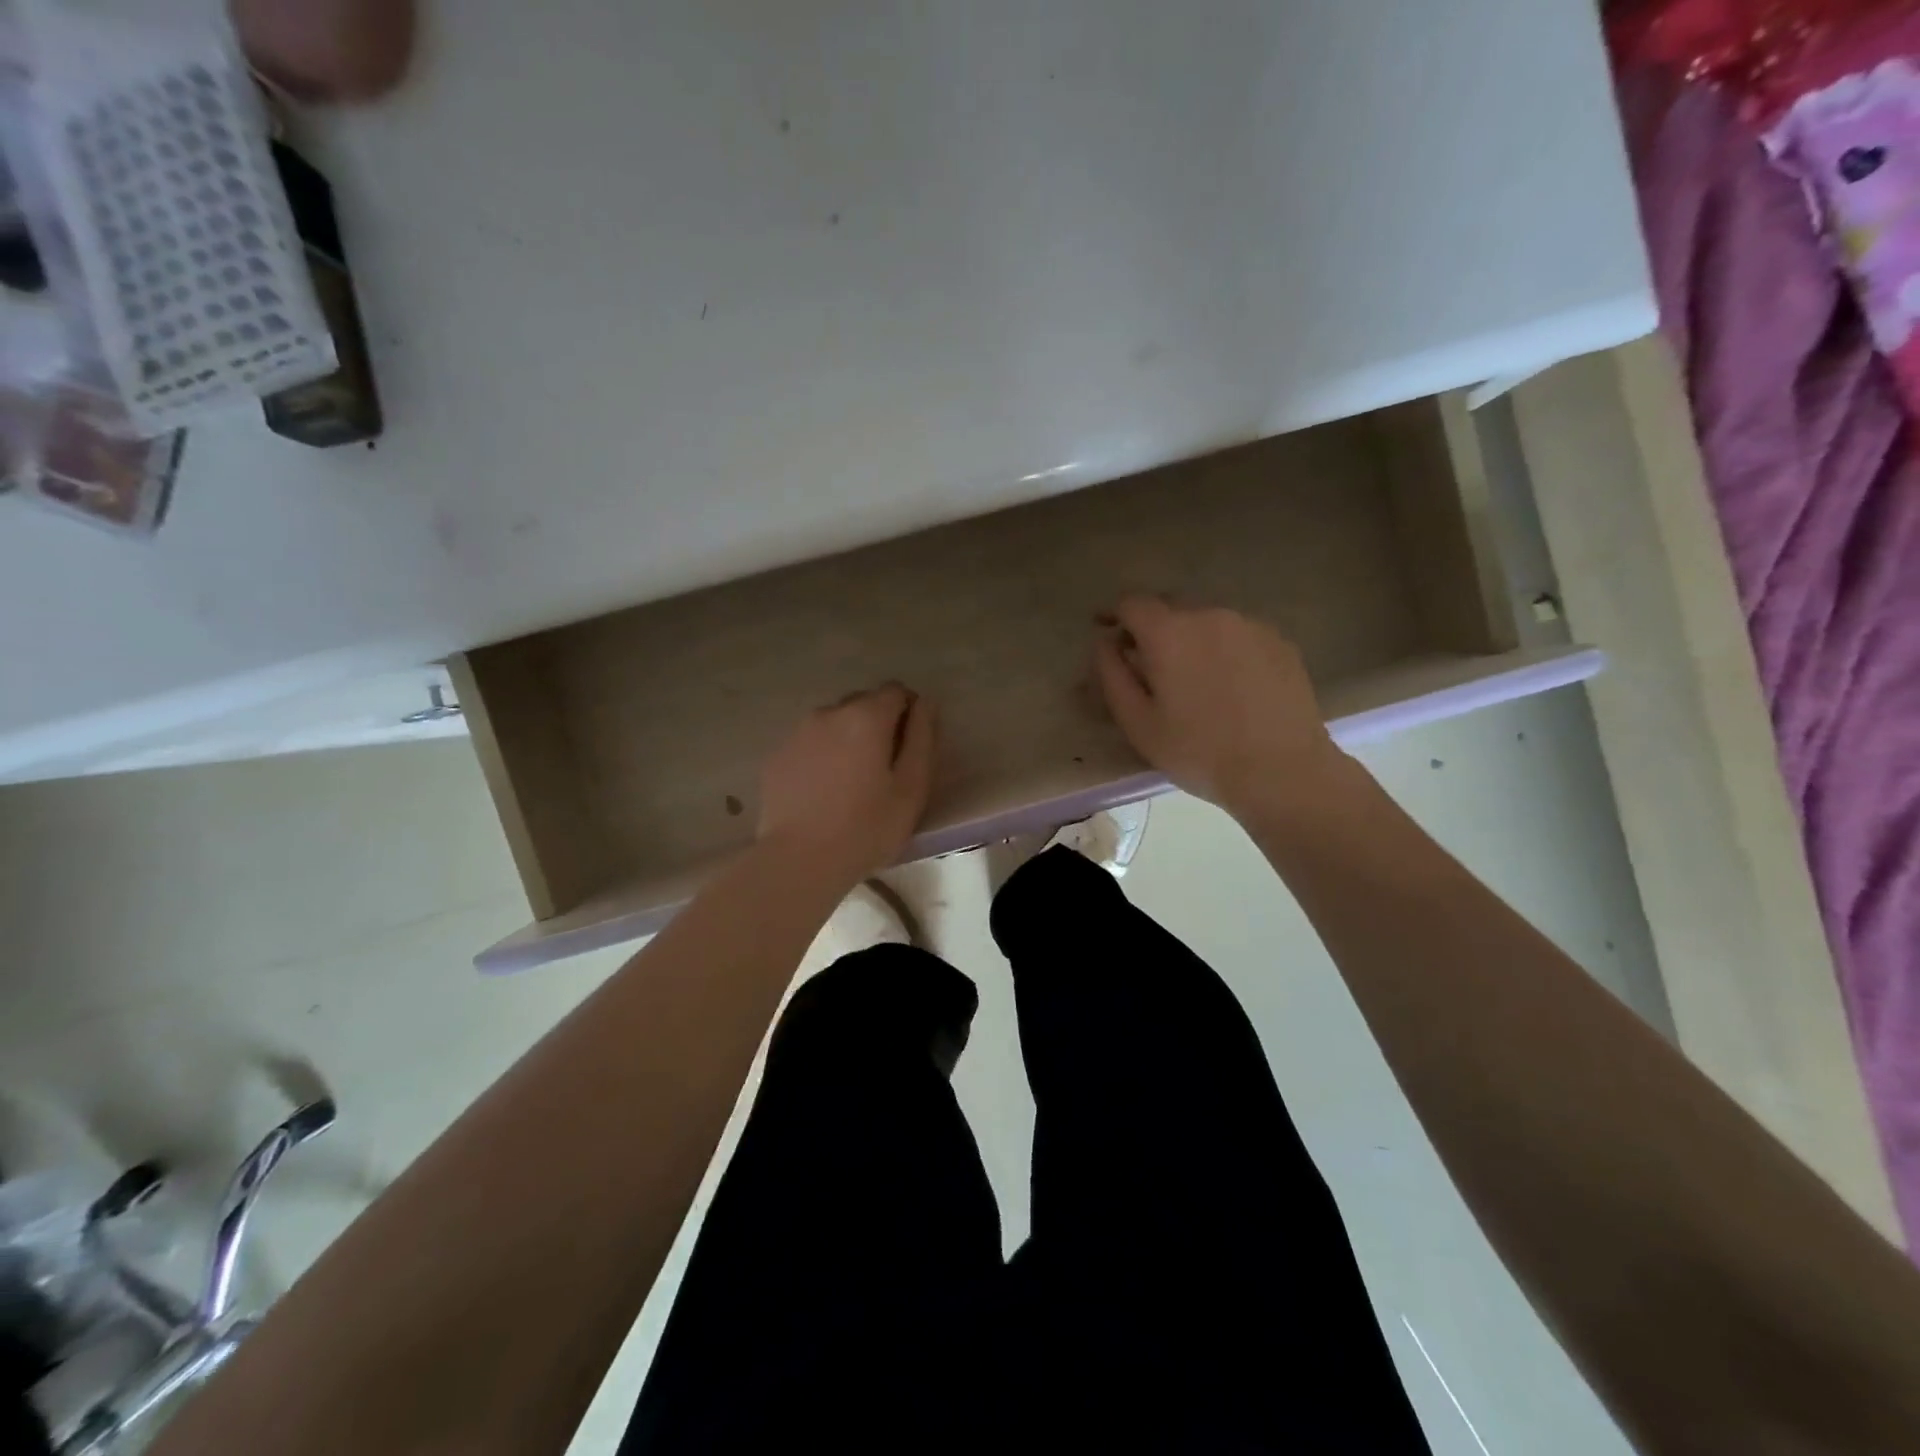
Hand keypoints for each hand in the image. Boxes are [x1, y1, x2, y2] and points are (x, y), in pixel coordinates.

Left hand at [757, 684, 937, 885]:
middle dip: (877, 725)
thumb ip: (922, 738)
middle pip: (862, 703)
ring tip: (851, 783)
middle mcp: (829, 713)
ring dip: (847, 740)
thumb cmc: (866, 827)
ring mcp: (797, 733)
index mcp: (866, 716)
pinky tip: (823, 793)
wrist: (799, 861)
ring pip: (833, 723)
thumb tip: (924, 704)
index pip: (896, 692)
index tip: (910, 747)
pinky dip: (821, 757)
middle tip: (883, 769)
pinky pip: (809, 745)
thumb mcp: (912, 787)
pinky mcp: (777, 756)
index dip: (909, 713)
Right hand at [1093, 596, 1346, 817]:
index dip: (1113, 614)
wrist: (1282, 770)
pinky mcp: (1280, 642)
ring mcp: (1250, 625)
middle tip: (1146, 660)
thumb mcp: (1138, 723)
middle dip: (1152, 627)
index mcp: (1169, 633)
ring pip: (1206, 621)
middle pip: (1170, 607)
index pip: (1132, 604)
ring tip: (1191, 676)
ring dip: (1190, 638)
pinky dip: (1223, 649)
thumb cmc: (1198, 752)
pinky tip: (1229, 684)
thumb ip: (1113, 675)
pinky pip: (1238, 635)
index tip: (1105, 629)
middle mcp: (1209, 615)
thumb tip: (1105, 643)